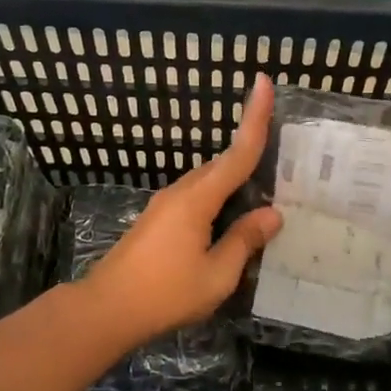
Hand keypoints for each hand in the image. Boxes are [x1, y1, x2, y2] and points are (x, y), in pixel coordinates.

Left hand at [83, 75, 282, 345]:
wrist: (106, 308)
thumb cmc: (165, 293)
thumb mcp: (217, 274)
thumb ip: (245, 241)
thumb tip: (272, 214)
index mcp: (198, 199)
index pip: (237, 153)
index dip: (254, 118)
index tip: (263, 82)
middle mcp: (181, 192)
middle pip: (223, 164)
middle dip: (249, 151)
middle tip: (283, 155)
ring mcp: (165, 205)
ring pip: (208, 181)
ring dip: (234, 179)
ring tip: (263, 192)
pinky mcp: (157, 220)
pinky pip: (197, 197)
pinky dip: (219, 197)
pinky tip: (230, 218)